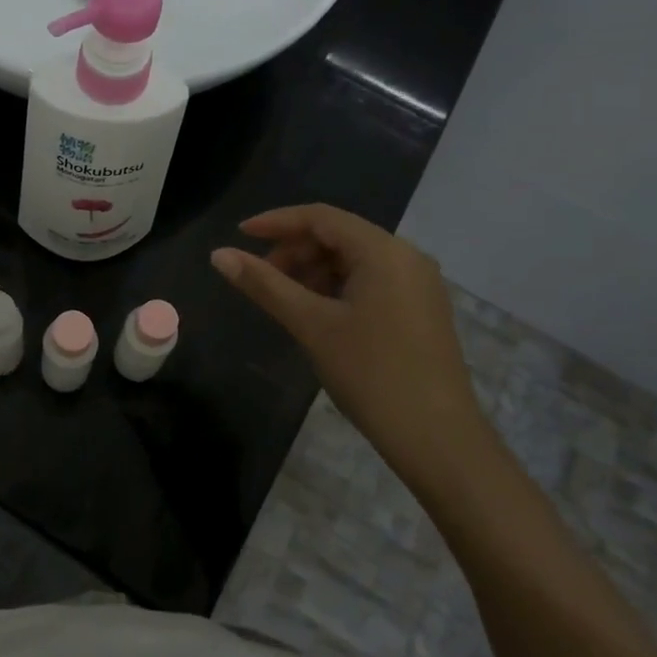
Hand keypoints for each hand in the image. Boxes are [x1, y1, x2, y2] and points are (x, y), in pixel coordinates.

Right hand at [211, 205, 490, 477]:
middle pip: (339, 235)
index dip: (277, 222)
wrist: (438, 439)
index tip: (239, 235)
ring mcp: (418, 284)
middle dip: (295, 250)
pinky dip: (337, 287)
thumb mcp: (311, 325)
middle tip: (260, 277)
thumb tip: (219, 255)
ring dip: (314, 270)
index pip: (321, 217)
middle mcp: (407, 257)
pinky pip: (371, 281)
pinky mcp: (421, 310)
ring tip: (284, 298)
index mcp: (384, 251)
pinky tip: (317, 313)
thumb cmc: (370, 373)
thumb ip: (264, 285)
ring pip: (354, 260)